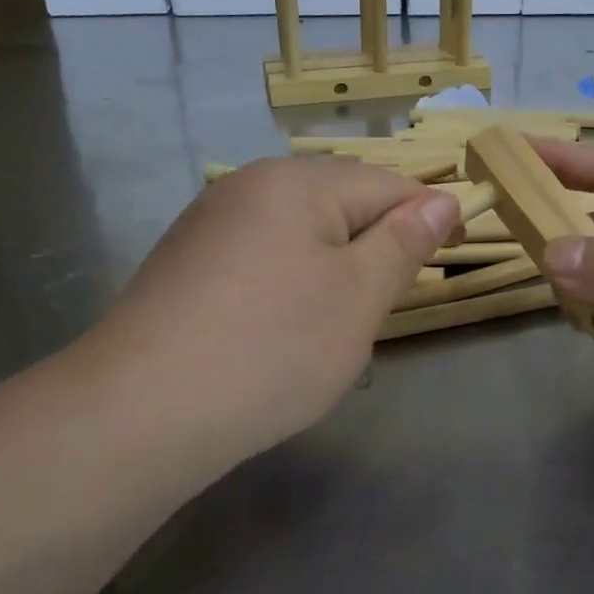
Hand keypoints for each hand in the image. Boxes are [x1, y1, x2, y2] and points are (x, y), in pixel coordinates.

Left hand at [77, 157, 460, 470]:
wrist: (139, 412)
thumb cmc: (271, 349)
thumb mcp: (357, 297)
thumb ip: (403, 243)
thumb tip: (441, 200)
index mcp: (297, 181)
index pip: (389, 184)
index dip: (430, 217)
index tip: (454, 255)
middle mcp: (250, 185)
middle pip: (341, 201)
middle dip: (376, 242)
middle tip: (387, 301)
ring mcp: (211, 221)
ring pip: (300, 230)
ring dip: (333, 264)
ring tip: (334, 321)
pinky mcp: (187, 260)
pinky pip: (262, 254)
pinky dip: (289, 280)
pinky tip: (279, 325)